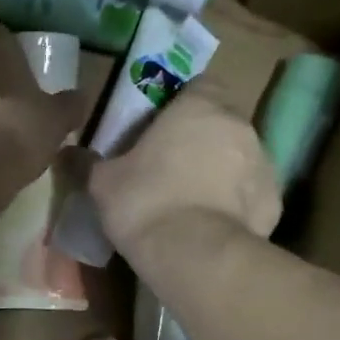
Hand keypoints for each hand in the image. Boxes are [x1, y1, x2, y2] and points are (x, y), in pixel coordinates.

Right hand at [88, 83, 280, 255]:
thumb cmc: (145, 202)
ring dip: (221, 170)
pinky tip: (213, 225)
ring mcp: (263, 163)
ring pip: (240, 157)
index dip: (183, 101)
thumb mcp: (103, 183)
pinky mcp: (274, 201)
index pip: (201, 83)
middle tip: (172, 164)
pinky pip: (251, 194)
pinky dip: (236, 204)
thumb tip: (65, 153)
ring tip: (193, 200)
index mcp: (198, 108)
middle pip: (222, 120)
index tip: (163, 124)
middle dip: (201, 137)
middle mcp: (239, 126)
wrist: (195, 256)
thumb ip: (88, 163)